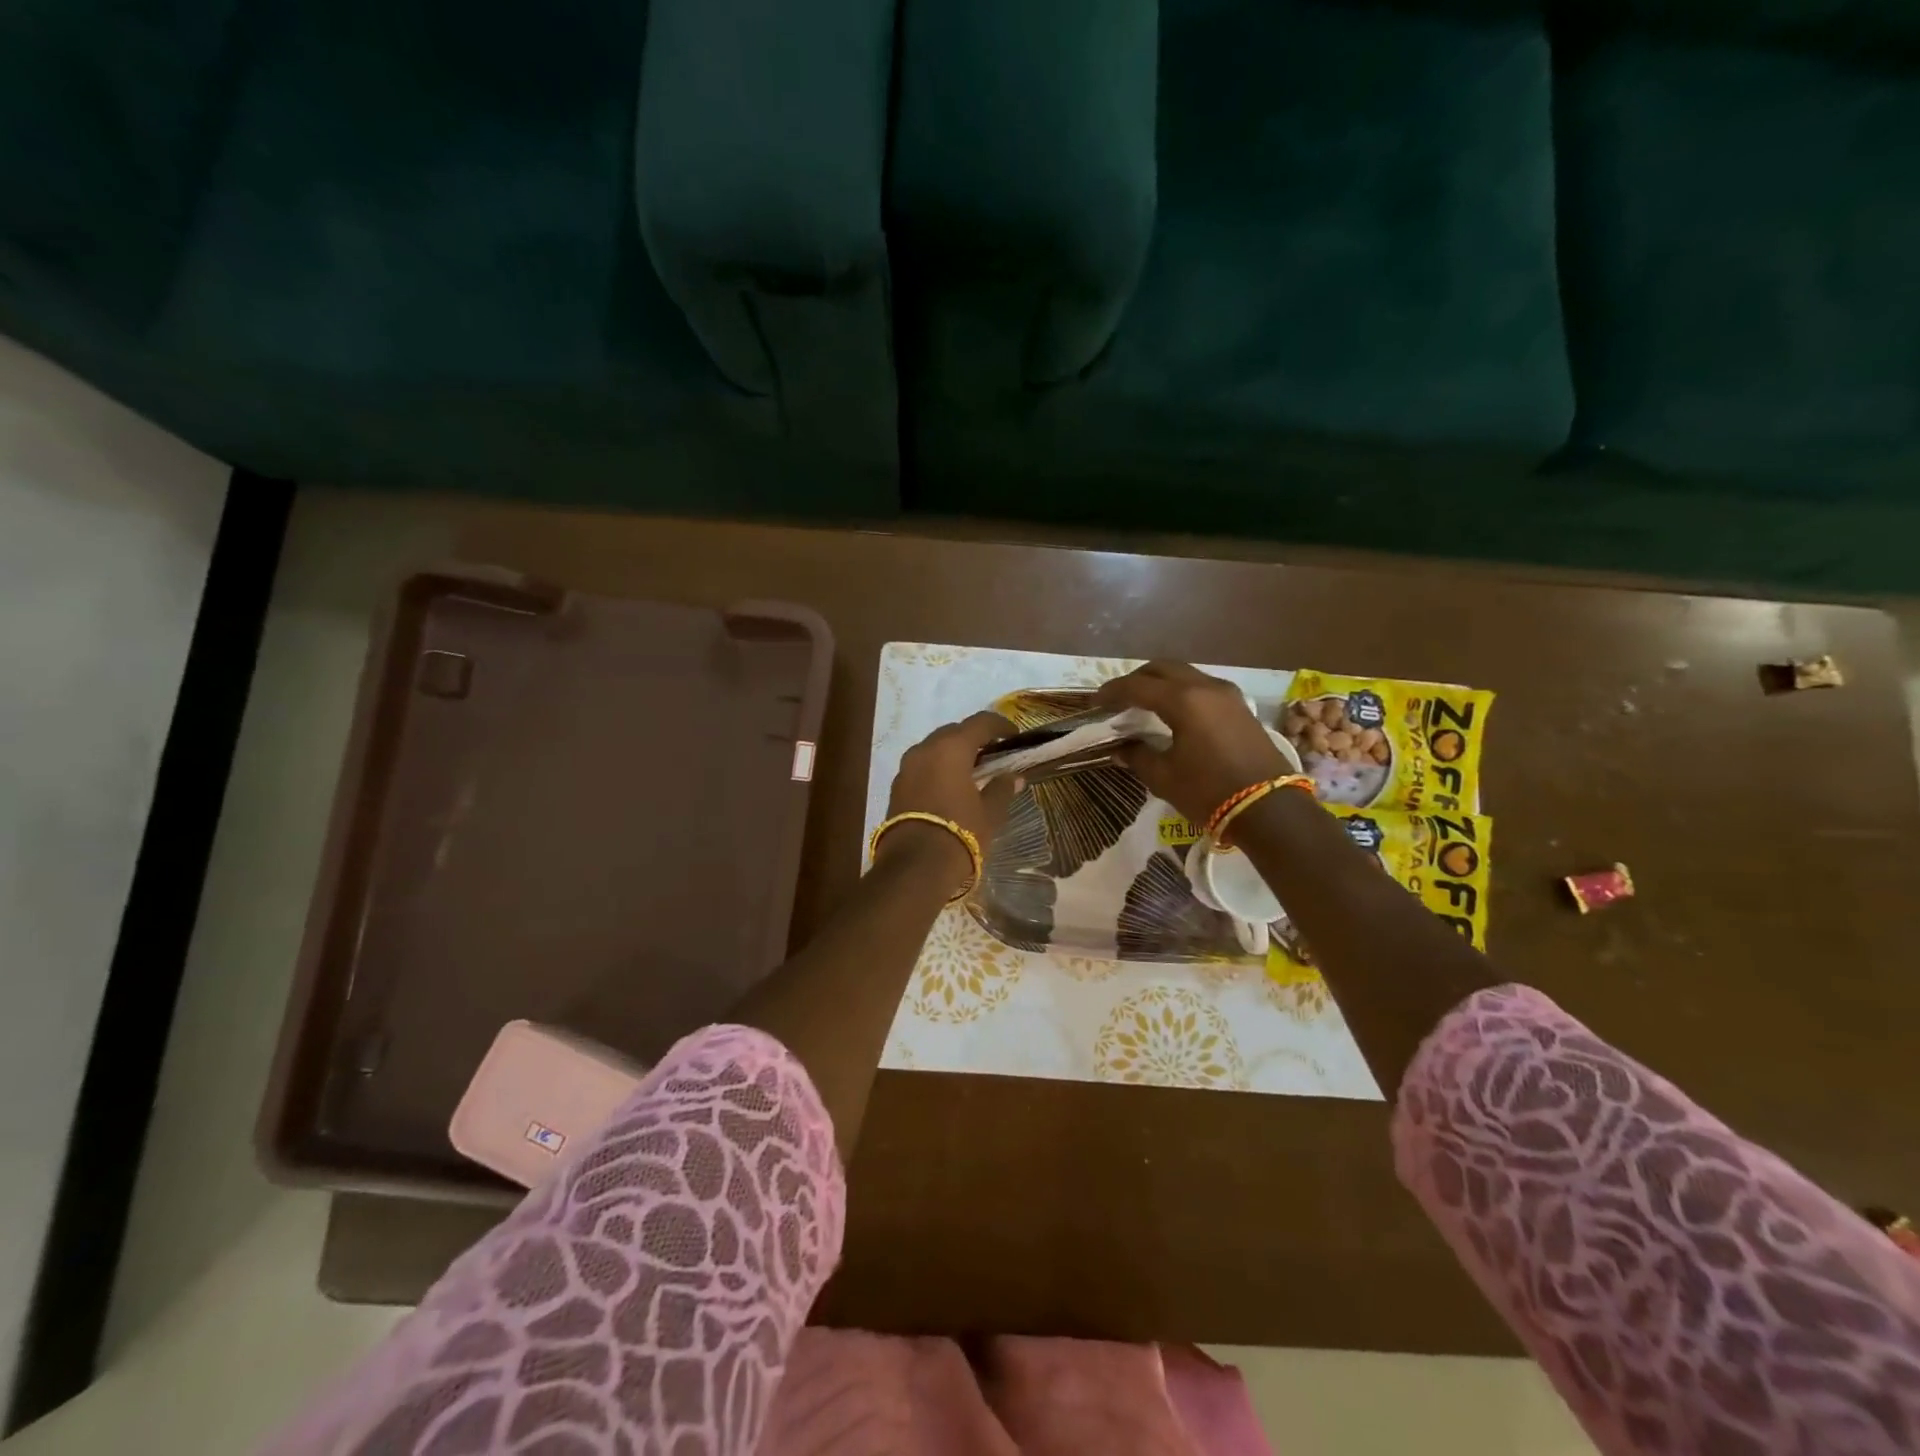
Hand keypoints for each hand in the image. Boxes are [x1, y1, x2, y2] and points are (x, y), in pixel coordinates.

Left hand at [880, 712, 1019, 887]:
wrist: (915, 866)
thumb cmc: (960, 834)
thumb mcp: (989, 813)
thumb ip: (1002, 789)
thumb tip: (1014, 777)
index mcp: (952, 748)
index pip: (980, 722)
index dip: (1000, 725)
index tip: (1014, 736)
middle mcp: (925, 749)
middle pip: (953, 731)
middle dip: (974, 738)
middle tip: (993, 753)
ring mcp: (907, 766)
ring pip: (934, 747)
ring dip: (953, 753)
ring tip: (971, 770)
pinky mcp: (897, 785)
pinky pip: (922, 765)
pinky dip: (938, 768)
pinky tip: (950, 785)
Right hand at [1095, 662, 1289, 824]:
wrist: (1271, 809)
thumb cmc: (1210, 792)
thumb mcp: (1164, 778)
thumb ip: (1138, 756)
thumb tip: (1121, 748)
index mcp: (1183, 701)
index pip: (1137, 686)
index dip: (1112, 692)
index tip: (1095, 702)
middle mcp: (1205, 687)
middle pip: (1162, 669)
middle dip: (1136, 679)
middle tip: (1118, 698)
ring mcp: (1227, 695)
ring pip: (1185, 674)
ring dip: (1161, 683)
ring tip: (1144, 704)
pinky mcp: (1240, 708)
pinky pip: (1202, 687)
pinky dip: (1181, 692)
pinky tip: (1174, 713)